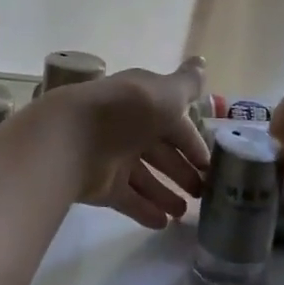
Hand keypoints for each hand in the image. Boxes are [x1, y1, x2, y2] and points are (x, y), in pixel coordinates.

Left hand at [51, 57, 209, 229]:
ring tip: (185, 213)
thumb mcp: (164, 93)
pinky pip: (128, 199)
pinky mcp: (102, 184)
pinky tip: (163, 223)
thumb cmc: (126, 112)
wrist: (73, 138)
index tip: (211, 165)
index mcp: (143, 103)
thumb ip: (187, 84)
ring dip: (166, 194)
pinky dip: (145, 210)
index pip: (174, 123)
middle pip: (160, 152)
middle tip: (202, 193)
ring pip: (145, 178)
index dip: (193, 143)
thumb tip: (202, 61)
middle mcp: (128, 128)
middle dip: (181, 171)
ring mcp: (113, 157)